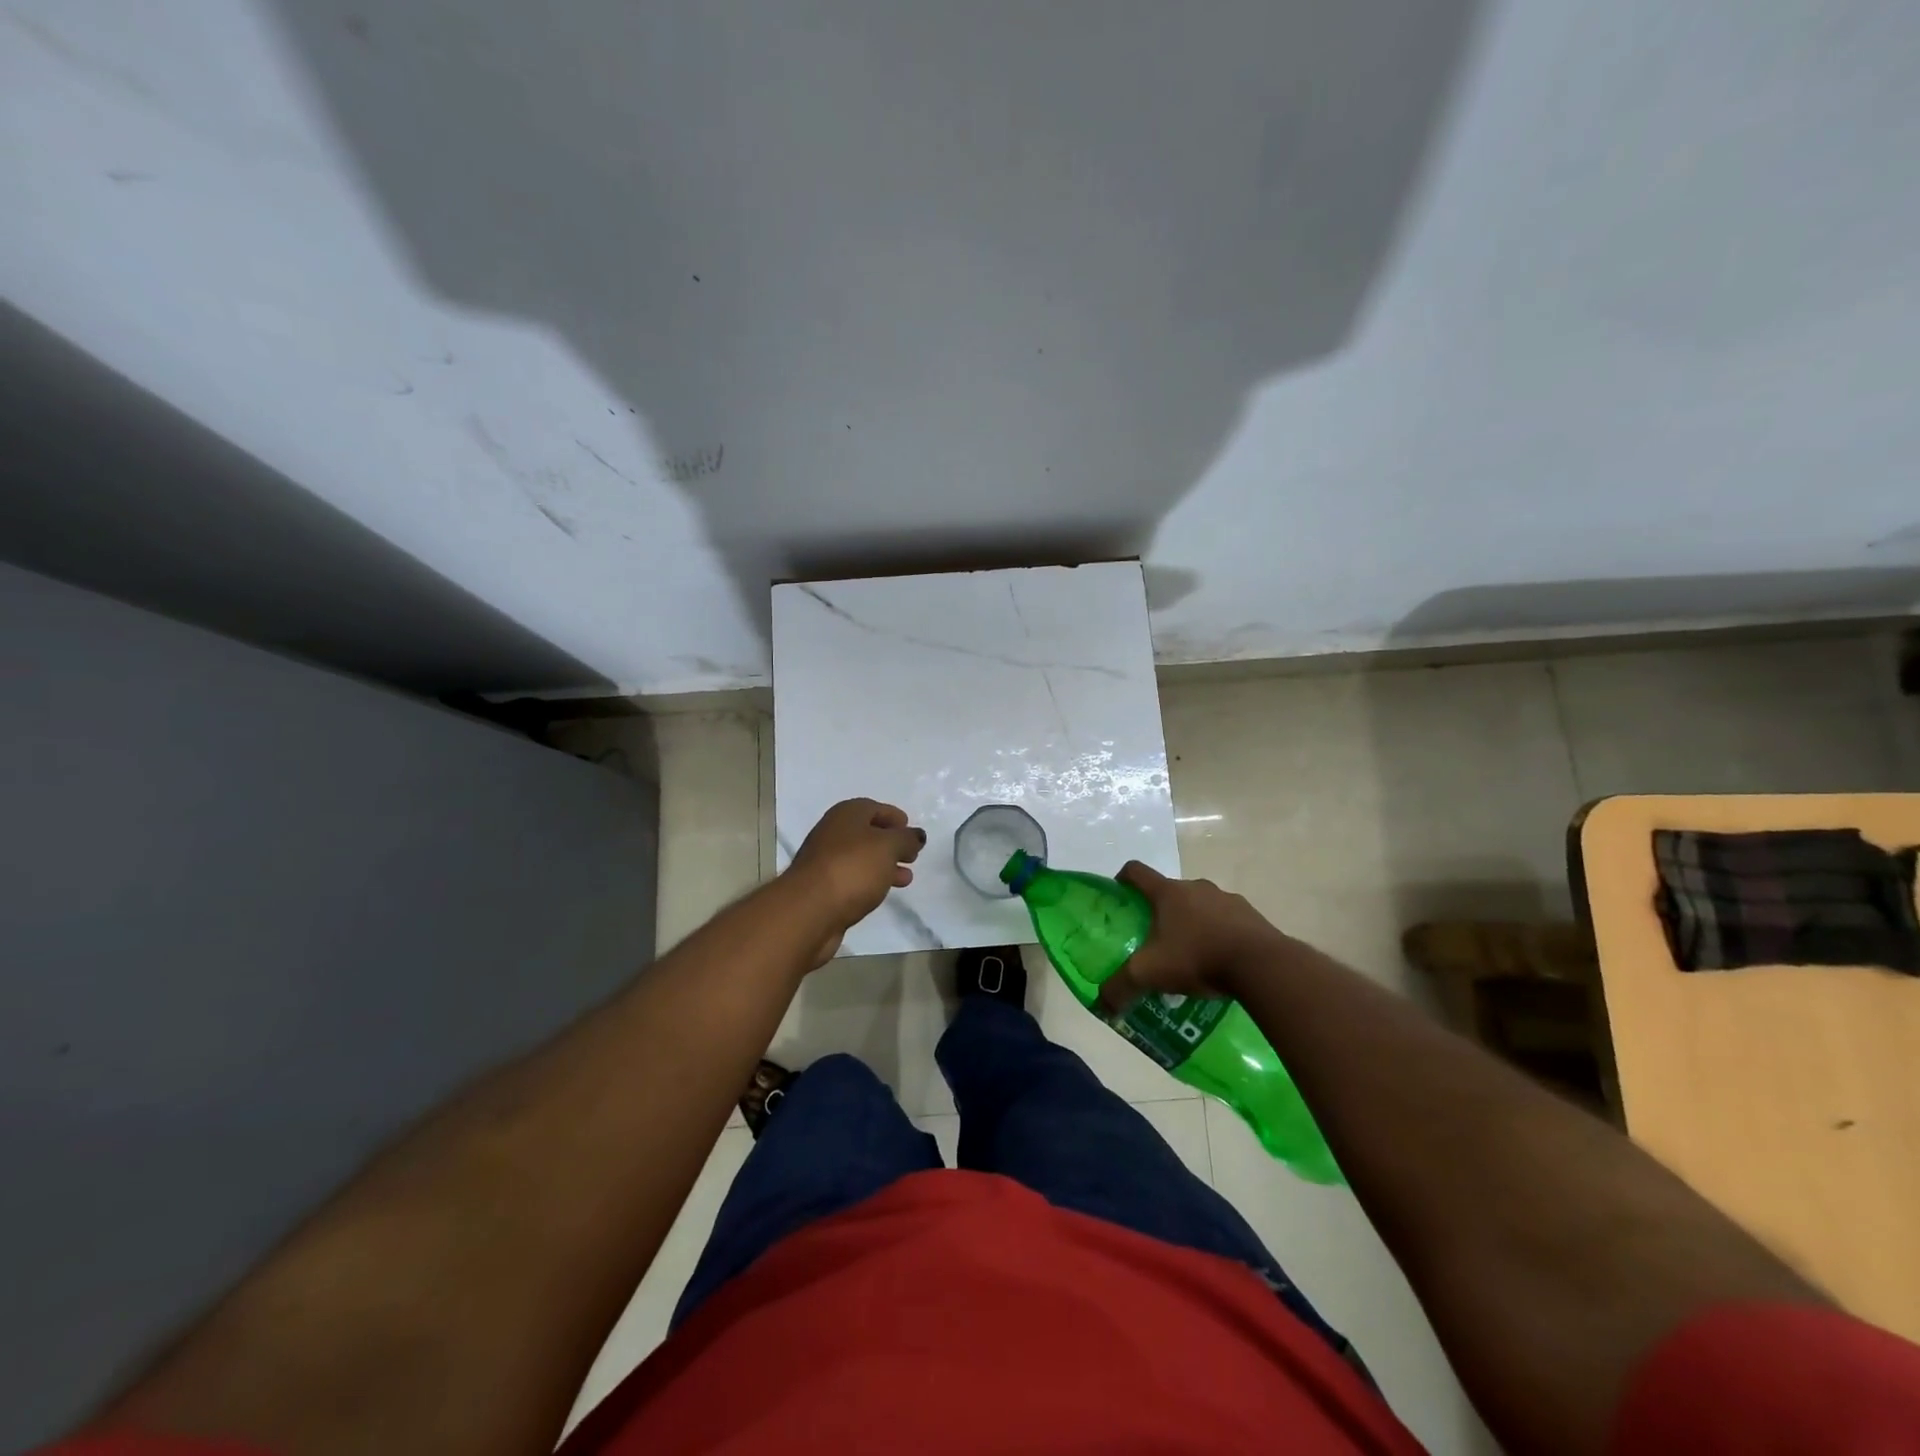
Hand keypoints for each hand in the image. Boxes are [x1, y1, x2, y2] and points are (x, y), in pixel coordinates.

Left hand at [786, 798, 925, 962]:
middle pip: (866, 833)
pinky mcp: (823, 888)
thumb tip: (916, 835)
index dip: (893, 816)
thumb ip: (906, 839)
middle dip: (891, 843)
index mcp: (846, 814)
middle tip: (911, 856)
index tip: (910, 829)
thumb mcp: (888, 847)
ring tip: (906, 879)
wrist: (810, 910)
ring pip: (861, 858)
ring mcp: (825, 861)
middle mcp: (832, 833)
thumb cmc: (852, 868)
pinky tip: (883, 892)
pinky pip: (852, 878)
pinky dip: (870, 881)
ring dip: (884, 865)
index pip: (873, 807)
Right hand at [1100, 861, 1284, 1009]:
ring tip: (1192, 956)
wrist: (1262, 965)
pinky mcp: (1252, 915)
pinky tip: (1221, 962)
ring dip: (1194, 923)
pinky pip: (1229, 921)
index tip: (1120, 895)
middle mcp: (1196, 887)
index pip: (1136, 871)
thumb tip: (1102, 1004)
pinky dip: (1221, 935)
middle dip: (1161, 912)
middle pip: (1170, 891)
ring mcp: (1227, 898)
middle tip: (1156, 941)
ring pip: (1201, 906)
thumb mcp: (1150, 974)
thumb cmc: (1197, 957)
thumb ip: (1121, 987)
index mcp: (1167, 892)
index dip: (1123, 879)